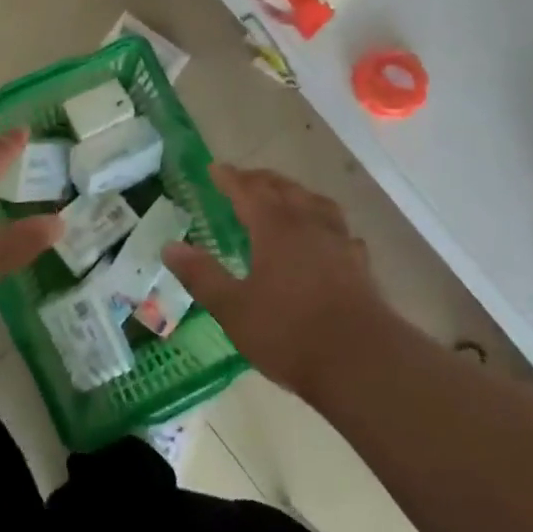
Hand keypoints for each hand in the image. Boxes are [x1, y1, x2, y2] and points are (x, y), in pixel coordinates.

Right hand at [163, 165, 390, 399]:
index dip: (230, 178)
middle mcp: (308, 225)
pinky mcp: (360, 266)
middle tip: (244, 179)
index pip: (248, 191)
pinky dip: (324, 224)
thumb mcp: (233, 308)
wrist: (362, 362)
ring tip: (285, 198)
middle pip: (284, 189)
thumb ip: (202, 275)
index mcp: (275, 228)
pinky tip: (325, 238)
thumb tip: (169, 247)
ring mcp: (339, 243)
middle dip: (261, 180)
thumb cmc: (289, 333)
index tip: (215, 168)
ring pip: (315, 203)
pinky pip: (339, 230)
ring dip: (295, 194)